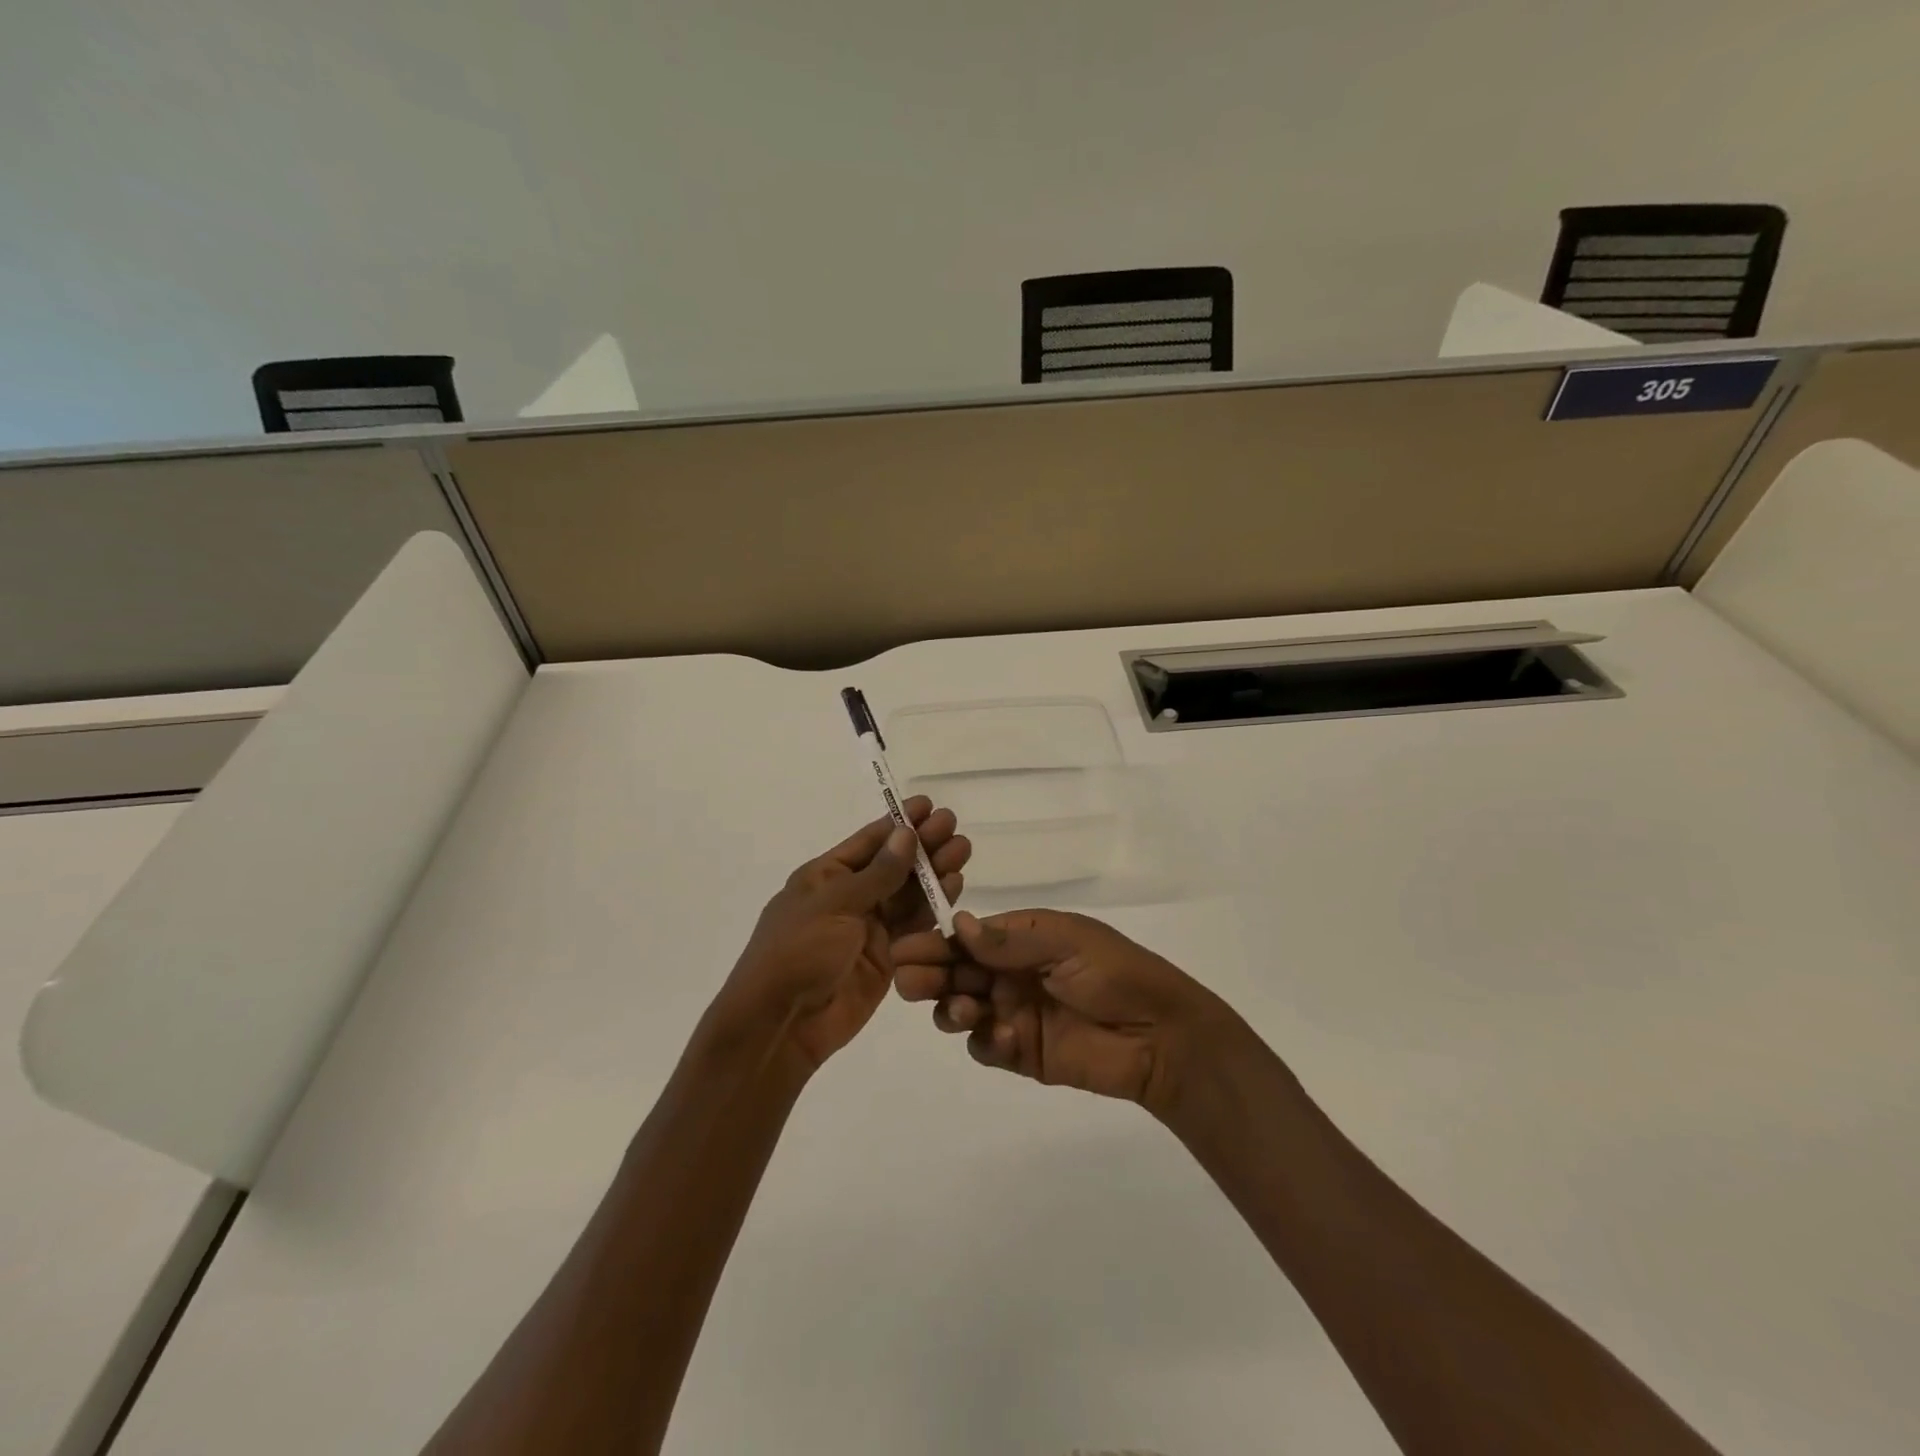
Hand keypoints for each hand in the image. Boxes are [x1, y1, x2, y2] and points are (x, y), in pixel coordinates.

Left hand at [714, 797, 969, 1078]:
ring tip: (962, 851)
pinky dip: (934, 906)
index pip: (869, 842)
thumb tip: (906, 834)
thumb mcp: (834, 905)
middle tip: (954, 826)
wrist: (781, 1025)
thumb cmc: (797, 952)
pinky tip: (955, 886)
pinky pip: (913, 925)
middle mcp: (850, 897)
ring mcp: (869, 928)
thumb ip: (877, 874)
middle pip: (893, 865)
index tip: (929, 805)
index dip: (899, 823)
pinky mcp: (887, 957)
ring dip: (934, 872)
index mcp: (826, 876)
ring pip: (908, 893)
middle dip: (923, 845)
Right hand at [890, 908, 1231, 1116]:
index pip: (966, 938)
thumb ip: (1010, 940)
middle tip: (913, 981)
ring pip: (960, 1008)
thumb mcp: (1066, 941)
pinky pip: (985, 1047)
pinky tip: (1002, 1037)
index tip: (905, 949)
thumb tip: (958, 924)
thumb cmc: (1115, 973)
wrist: (1161, 1034)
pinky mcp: (1022, 1053)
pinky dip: (984, 1041)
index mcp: (1021, 939)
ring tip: (961, 1008)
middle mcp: (1010, 974)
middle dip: (929, 974)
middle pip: (955, 972)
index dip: (934, 942)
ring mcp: (1013, 1014)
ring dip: (950, 1006)